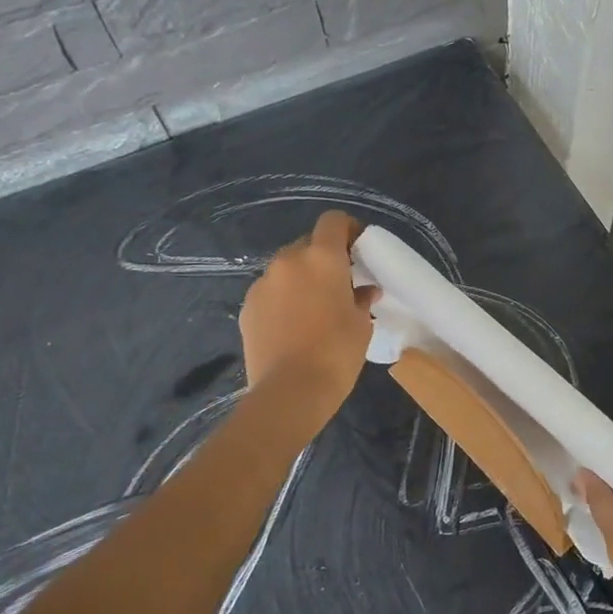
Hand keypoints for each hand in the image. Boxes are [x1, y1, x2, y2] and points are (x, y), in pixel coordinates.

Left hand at [240, 211, 377, 410]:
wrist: (289, 392)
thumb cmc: (336, 352)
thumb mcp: (361, 324)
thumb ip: (362, 298)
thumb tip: (365, 291)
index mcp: (322, 258)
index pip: (333, 221)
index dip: (346, 229)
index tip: (357, 248)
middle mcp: (289, 260)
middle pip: (308, 244)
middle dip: (323, 258)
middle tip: (338, 284)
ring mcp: (263, 283)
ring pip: (287, 269)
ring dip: (301, 279)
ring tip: (313, 308)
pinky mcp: (247, 306)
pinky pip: (271, 291)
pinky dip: (283, 299)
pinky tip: (292, 325)